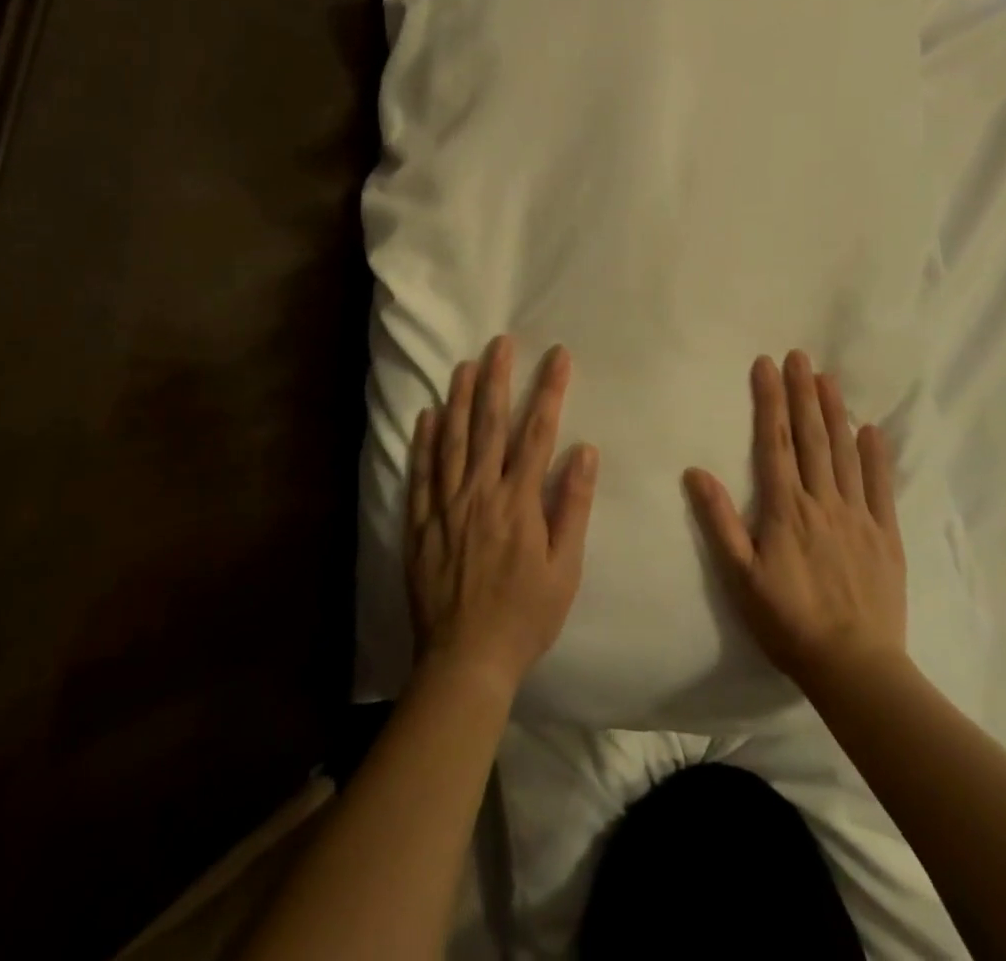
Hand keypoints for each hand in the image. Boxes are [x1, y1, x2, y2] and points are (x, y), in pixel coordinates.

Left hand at [407, 335, 598, 693]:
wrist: (466, 661)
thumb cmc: (525, 615)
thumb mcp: (565, 568)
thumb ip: (572, 506)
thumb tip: (584, 451)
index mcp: (519, 502)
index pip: (537, 432)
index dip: (549, 390)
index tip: (558, 356)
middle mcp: (481, 493)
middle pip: (490, 425)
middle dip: (497, 379)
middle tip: (500, 343)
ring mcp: (446, 506)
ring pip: (452, 440)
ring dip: (460, 399)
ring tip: (465, 365)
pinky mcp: (421, 524)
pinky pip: (421, 474)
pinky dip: (424, 442)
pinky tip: (427, 415)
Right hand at [685, 351, 906, 691]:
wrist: (854, 666)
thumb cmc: (788, 623)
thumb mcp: (741, 578)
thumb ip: (719, 522)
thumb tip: (696, 471)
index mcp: (785, 508)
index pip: (774, 442)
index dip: (769, 400)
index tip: (766, 365)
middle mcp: (822, 501)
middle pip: (810, 437)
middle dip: (803, 393)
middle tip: (799, 356)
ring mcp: (858, 515)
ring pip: (845, 452)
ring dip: (834, 413)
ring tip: (828, 378)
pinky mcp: (885, 535)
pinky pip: (881, 486)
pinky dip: (876, 455)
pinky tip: (871, 429)